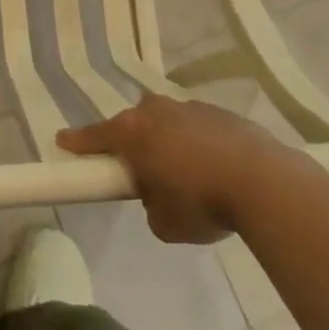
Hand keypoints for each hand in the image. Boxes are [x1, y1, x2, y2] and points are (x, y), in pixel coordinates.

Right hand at [56, 95, 295, 243]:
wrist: (266, 183)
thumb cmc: (202, 203)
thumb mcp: (163, 222)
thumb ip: (150, 204)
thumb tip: (159, 195)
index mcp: (133, 132)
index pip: (94, 136)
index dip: (77, 142)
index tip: (63, 141)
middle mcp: (157, 111)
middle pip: (133, 123)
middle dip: (132, 142)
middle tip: (139, 169)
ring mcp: (191, 107)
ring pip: (168, 122)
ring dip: (168, 141)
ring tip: (185, 173)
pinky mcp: (223, 113)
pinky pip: (199, 127)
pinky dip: (199, 143)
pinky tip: (215, 168)